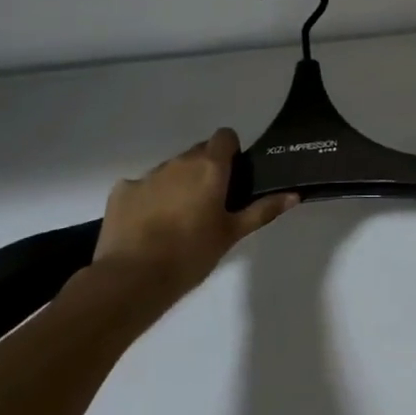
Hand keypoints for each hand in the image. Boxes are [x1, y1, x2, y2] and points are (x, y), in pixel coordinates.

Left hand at [91, 129, 297, 300]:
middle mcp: (178, 162)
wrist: (133, 278)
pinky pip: (140, 187)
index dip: (230, 151)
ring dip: (176, 185)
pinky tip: (146, 227)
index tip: (231, 176)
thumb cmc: (192, 254)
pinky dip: (147, 199)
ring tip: (176, 220)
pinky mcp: (121, 191)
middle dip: (204, 170)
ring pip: (169, 170)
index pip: (224, 136)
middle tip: (208, 204)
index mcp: (209, 167)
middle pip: (197, 153)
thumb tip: (294, 195)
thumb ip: (262, 210)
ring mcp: (147, 175)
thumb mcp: (232, 234)